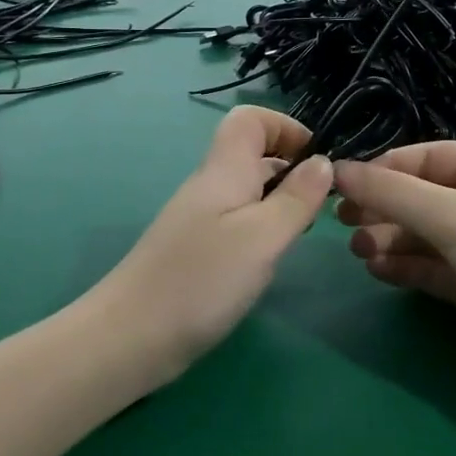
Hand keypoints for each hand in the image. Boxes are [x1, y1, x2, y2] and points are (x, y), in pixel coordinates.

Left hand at [91, 107, 332, 377]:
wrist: (131, 337)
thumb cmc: (202, 280)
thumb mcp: (262, 237)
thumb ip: (296, 198)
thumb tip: (323, 161)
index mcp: (225, 170)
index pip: (249, 118)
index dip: (286, 126)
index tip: (318, 159)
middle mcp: (212, 186)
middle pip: (253, 153)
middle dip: (293, 167)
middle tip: (324, 203)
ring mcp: (202, 219)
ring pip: (250, 190)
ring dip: (282, 200)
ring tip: (306, 231)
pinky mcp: (199, 250)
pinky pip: (239, 221)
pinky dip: (264, 229)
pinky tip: (273, 258)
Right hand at [333, 144, 455, 385]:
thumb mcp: (453, 215)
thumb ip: (392, 194)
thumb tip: (337, 169)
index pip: (425, 158)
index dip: (382, 170)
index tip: (342, 186)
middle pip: (420, 197)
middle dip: (382, 208)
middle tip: (342, 222)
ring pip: (423, 234)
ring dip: (389, 240)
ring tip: (359, 251)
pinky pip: (431, 267)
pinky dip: (404, 267)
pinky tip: (378, 270)